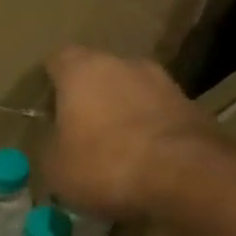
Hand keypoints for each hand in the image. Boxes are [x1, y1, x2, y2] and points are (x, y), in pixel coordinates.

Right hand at [42, 44, 217, 219]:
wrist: (182, 175)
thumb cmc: (102, 163)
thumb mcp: (54, 165)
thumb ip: (51, 144)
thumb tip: (58, 142)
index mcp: (83, 70)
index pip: (58, 59)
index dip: (49, 80)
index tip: (44, 104)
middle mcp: (125, 64)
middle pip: (99, 73)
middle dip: (87, 97)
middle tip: (75, 129)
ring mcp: (164, 82)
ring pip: (130, 92)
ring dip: (119, 112)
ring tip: (109, 147)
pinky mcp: (191, 107)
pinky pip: (156, 114)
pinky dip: (145, 129)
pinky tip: (137, 158)